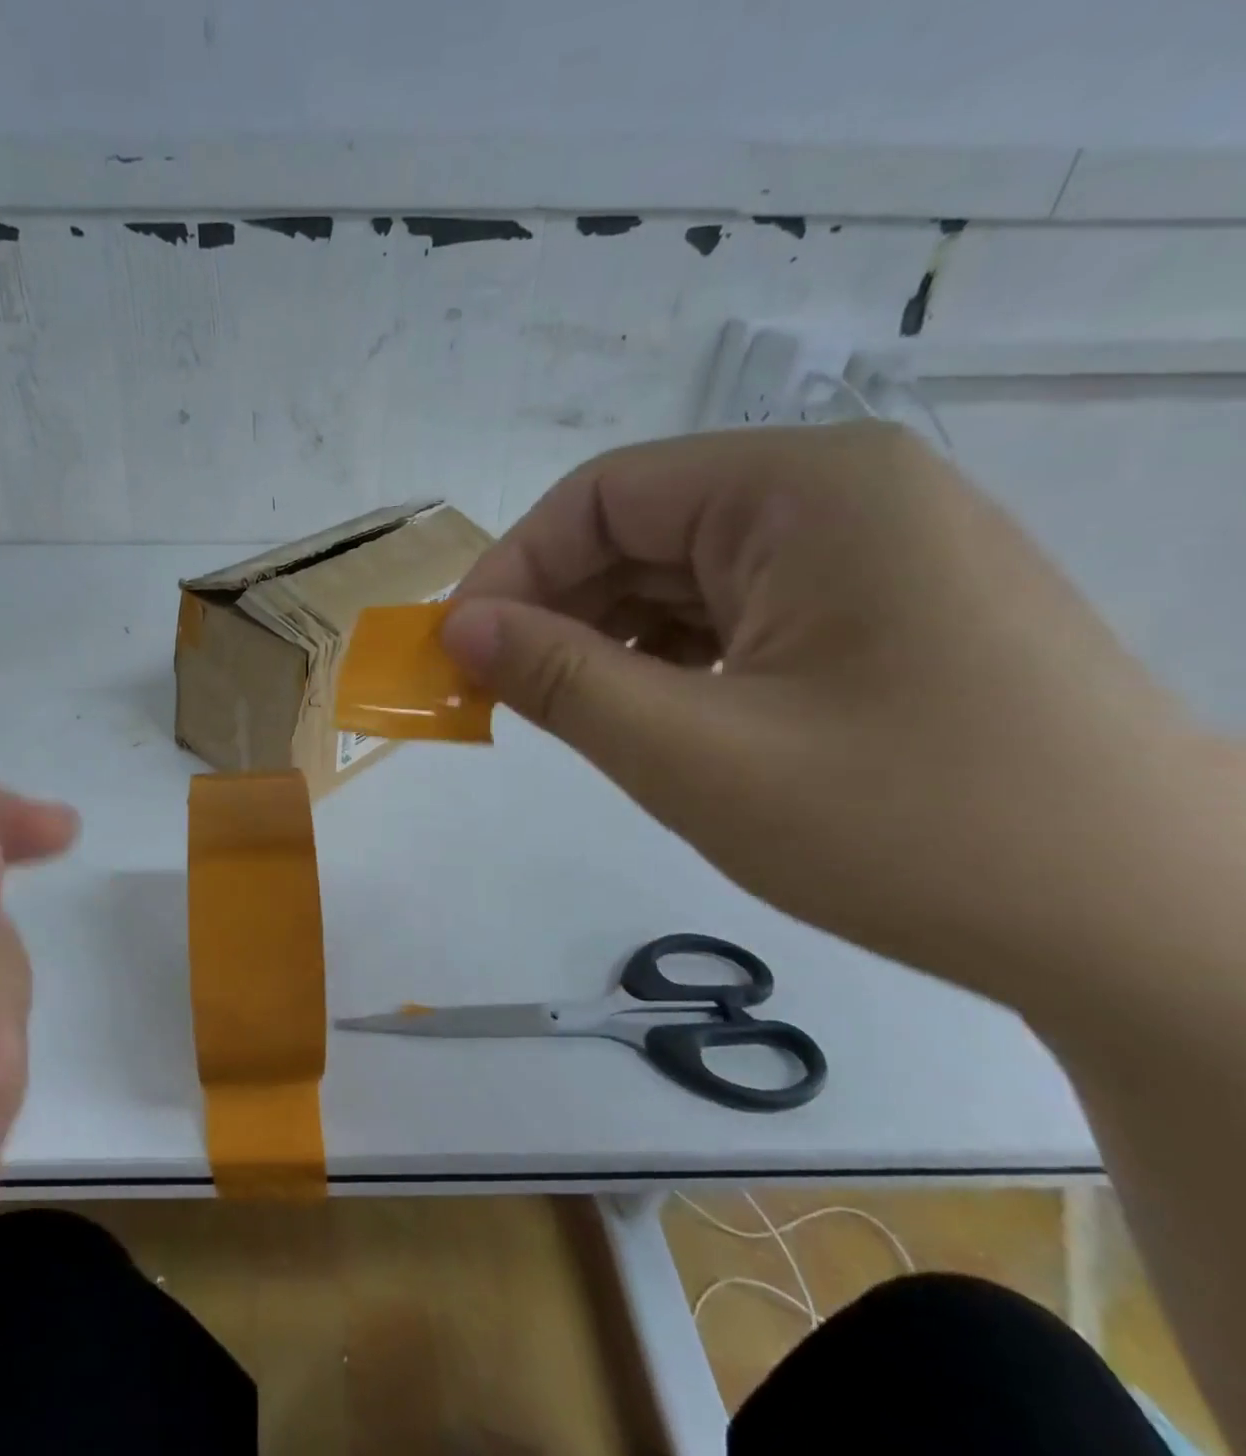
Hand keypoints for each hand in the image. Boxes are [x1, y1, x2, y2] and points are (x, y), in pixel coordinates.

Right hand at [443, 422, 1198, 1004]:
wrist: (1148, 930)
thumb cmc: (908, 829)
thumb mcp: (694, 754)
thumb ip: (561, 678)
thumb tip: (460, 629)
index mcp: (805, 490)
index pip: (604, 496)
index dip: (513, 568)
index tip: (458, 650)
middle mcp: (841, 495)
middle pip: (644, 530)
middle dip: (556, 608)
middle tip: (495, 692)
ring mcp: (869, 552)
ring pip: (684, 575)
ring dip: (607, 638)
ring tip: (565, 711)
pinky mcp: (881, 610)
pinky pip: (735, 612)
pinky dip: (669, 657)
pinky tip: (648, 713)